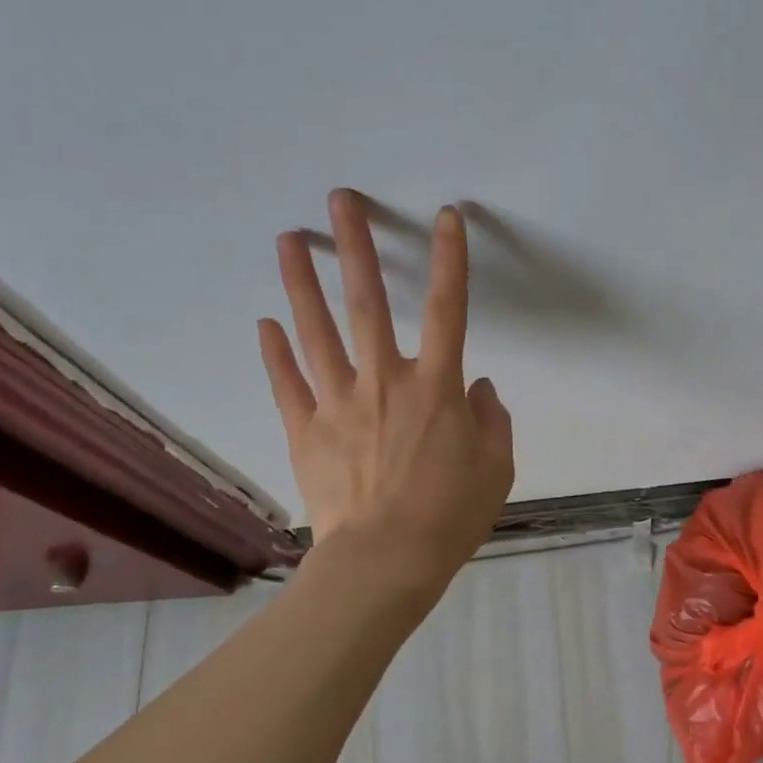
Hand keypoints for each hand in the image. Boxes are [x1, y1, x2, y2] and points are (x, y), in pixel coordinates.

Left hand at [258, 189, 514, 581]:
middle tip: (340, 201)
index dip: (450, 260)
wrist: (386, 562)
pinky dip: (275, 353)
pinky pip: (287, 383)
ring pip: (317, 331)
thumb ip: (493, 421)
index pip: (448, 309)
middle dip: (356, 246)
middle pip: (368, 302)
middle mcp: (385, 381)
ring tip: (288, 239)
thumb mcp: (497, 469)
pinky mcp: (306, 430)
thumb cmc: (450, 516)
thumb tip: (482, 388)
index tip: (446, 217)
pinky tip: (265, 323)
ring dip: (302, 283)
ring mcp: (338, 403)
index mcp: (436, 387)